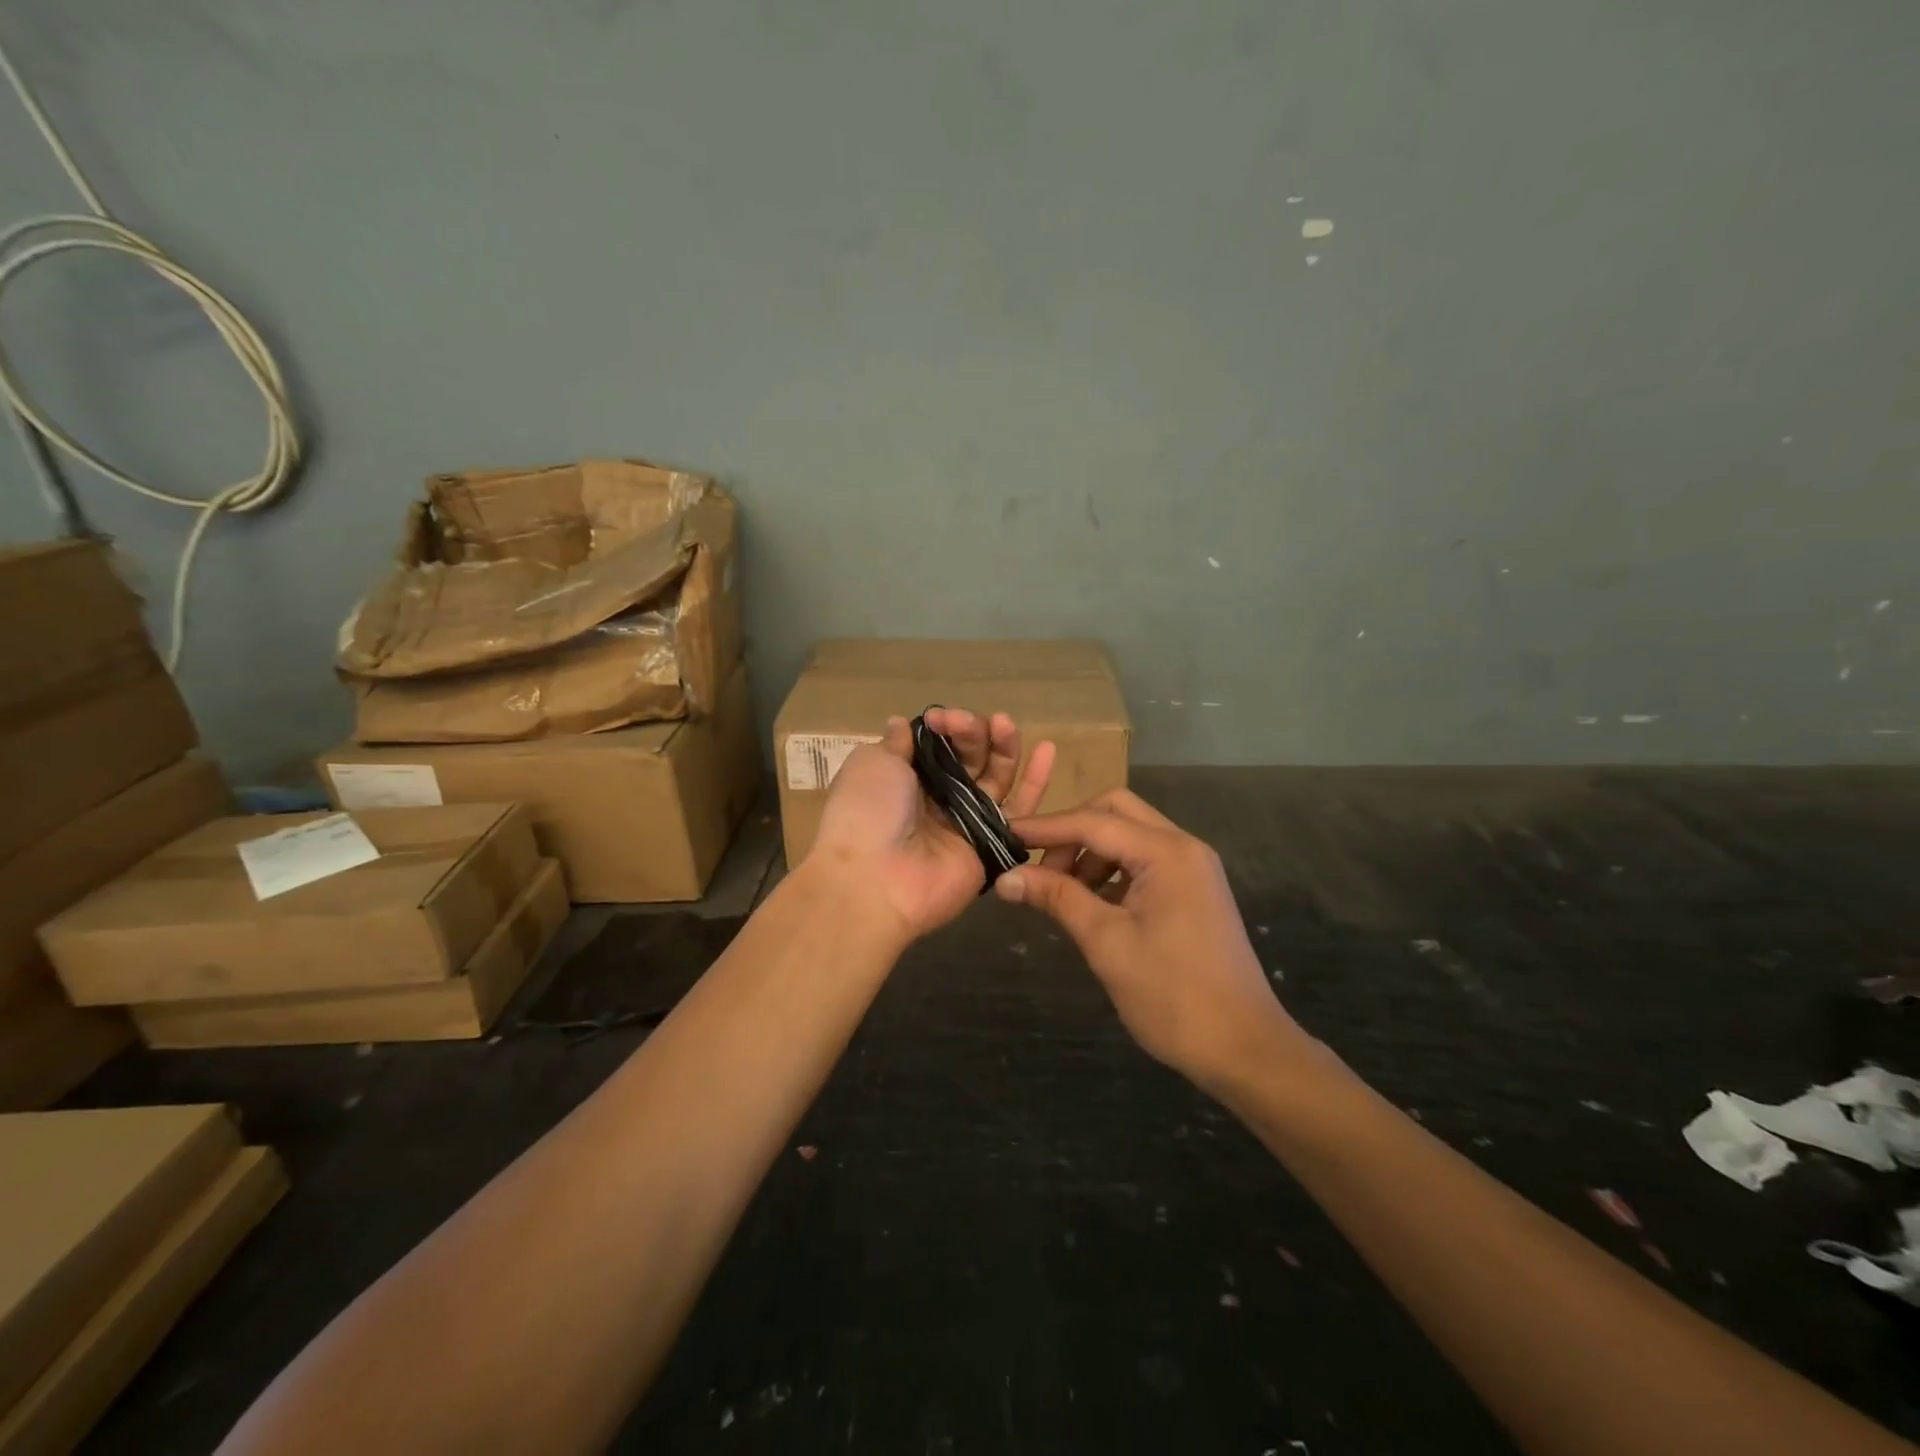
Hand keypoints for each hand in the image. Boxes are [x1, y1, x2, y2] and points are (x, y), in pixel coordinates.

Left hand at [806, 709, 1055, 941]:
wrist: (874, 880)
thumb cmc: (866, 813)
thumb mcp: (872, 765)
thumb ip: (895, 743)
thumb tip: (901, 723)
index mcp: (907, 779)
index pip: (940, 744)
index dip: (944, 727)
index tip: (940, 718)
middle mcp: (939, 798)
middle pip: (971, 757)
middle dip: (971, 733)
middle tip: (964, 724)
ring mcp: (967, 821)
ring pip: (996, 777)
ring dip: (1003, 747)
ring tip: (1005, 723)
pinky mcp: (992, 844)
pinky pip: (1019, 810)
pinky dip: (1036, 782)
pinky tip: (1049, 751)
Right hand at [994, 789, 1306, 1089]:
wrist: (1244, 1048)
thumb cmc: (1172, 995)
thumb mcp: (1106, 943)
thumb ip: (1057, 898)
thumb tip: (1006, 877)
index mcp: (1167, 852)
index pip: (1093, 822)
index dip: (1045, 828)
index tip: (1004, 835)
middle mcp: (1184, 847)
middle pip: (1116, 812)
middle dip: (1072, 832)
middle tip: (1041, 868)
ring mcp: (1193, 868)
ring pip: (1130, 836)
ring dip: (1091, 853)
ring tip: (1062, 892)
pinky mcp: (1194, 890)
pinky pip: (1144, 862)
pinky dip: (1113, 871)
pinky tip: (1092, 903)